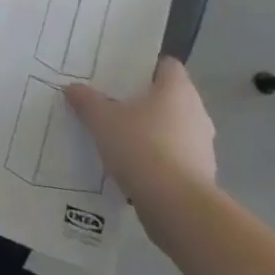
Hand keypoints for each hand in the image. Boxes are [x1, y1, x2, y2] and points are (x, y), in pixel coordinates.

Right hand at [66, 58, 215, 200]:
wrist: (178, 209)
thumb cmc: (142, 148)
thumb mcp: (102, 119)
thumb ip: (86, 100)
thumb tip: (71, 88)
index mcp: (177, 90)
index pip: (166, 65)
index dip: (144, 66)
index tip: (120, 74)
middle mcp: (196, 113)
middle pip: (169, 97)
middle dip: (143, 101)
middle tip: (112, 103)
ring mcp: (203, 147)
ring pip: (173, 128)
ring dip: (151, 131)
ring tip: (119, 137)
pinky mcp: (202, 176)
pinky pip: (175, 157)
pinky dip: (158, 159)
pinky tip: (133, 167)